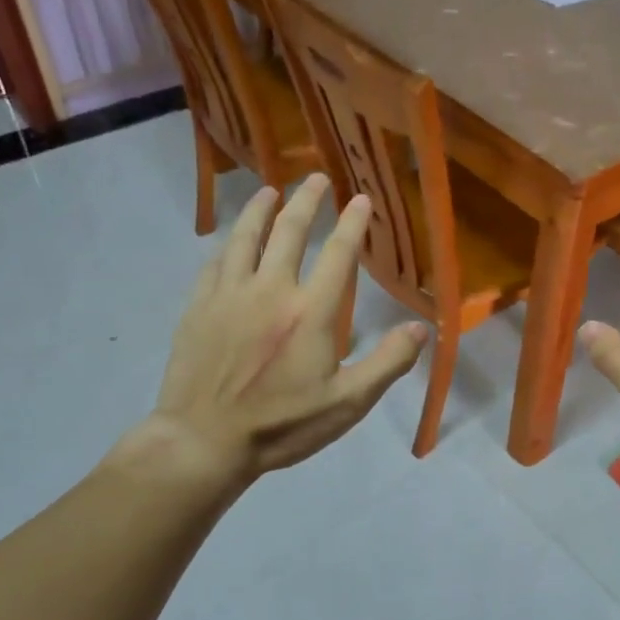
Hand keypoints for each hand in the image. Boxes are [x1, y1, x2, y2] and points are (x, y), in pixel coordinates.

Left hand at [116, 175, 427, 488]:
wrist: (203, 441)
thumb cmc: (282, 425)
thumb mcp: (347, 403)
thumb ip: (388, 363)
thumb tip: (421, 328)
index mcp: (310, 312)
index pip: (338, 254)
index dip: (353, 223)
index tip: (361, 199)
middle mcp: (270, 290)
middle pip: (289, 231)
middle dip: (307, 200)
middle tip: (317, 178)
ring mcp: (229, 295)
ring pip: (246, 237)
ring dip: (261, 209)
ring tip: (271, 191)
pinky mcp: (199, 307)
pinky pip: (215, 263)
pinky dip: (229, 244)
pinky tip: (232, 240)